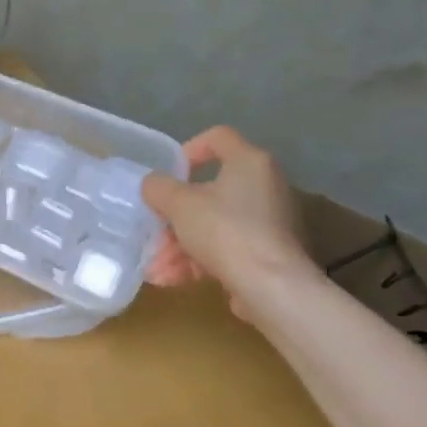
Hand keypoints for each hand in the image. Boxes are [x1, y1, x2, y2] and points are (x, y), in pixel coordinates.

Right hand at [141, 127, 317, 315]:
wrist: (272, 289)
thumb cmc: (224, 230)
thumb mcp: (178, 203)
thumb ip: (158, 187)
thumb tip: (154, 186)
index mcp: (249, 162)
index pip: (218, 137)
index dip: (188, 149)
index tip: (169, 173)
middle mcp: (265, 186)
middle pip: (209, 192)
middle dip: (174, 218)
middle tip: (153, 232)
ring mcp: (269, 223)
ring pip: (213, 225)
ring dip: (179, 246)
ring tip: (155, 269)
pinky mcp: (268, 254)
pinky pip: (226, 249)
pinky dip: (198, 261)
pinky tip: (171, 280)